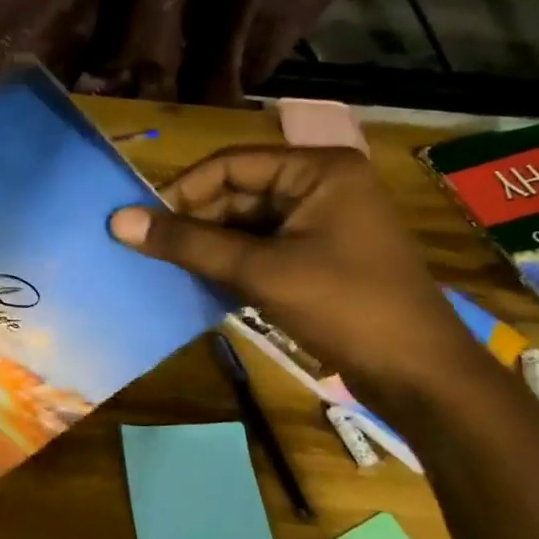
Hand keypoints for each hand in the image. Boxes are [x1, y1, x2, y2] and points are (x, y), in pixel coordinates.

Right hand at [109, 147, 491, 402]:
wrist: (418, 373)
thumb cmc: (344, 306)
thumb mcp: (260, 271)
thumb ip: (189, 244)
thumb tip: (119, 221)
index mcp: (318, 170)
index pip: (230, 164)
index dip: (182, 191)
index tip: (141, 222)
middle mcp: (321, 185)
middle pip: (237, 192)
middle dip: (194, 221)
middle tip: (149, 251)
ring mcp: (322, 221)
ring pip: (246, 222)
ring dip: (208, 244)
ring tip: (167, 268)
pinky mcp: (320, 255)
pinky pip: (261, 246)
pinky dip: (230, 262)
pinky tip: (201, 282)